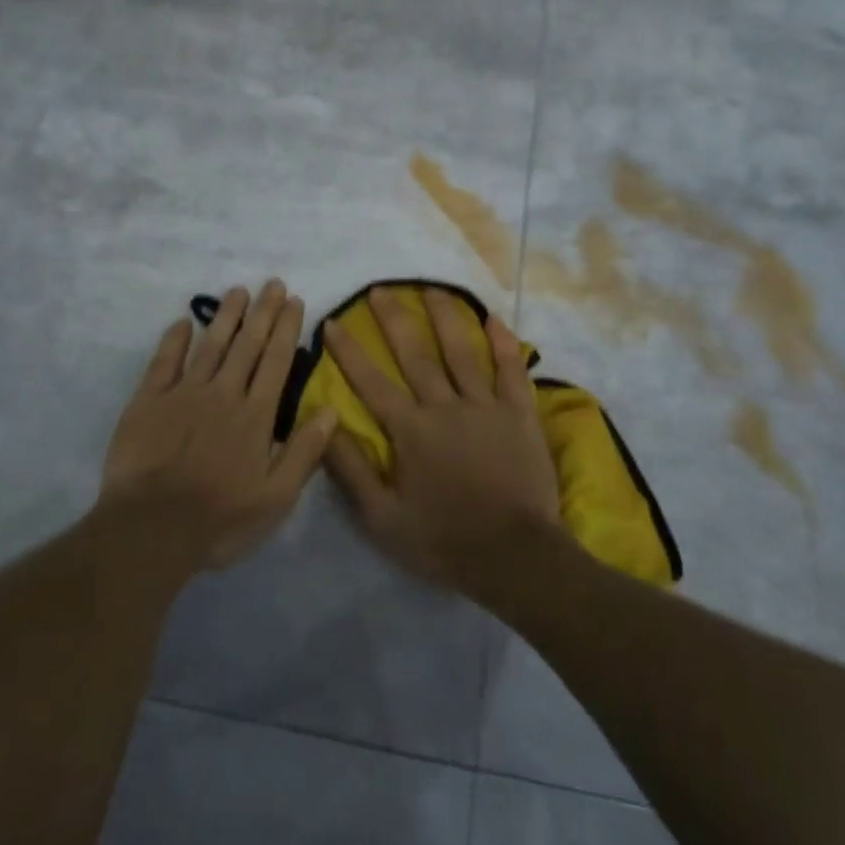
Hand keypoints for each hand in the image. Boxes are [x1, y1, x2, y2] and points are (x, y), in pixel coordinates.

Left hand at [99, 280, 337, 569]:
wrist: (150, 530)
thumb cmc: (219, 520)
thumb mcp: (276, 498)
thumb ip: (304, 452)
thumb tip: (331, 409)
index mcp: (255, 415)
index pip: (276, 361)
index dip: (286, 329)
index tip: (294, 300)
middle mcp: (223, 394)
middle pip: (247, 344)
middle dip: (262, 311)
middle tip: (272, 283)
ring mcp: (184, 394)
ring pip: (211, 345)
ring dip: (226, 316)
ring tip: (238, 290)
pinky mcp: (149, 401)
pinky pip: (164, 361)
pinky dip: (175, 339)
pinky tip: (184, 321)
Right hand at [322, 287, 561, 588]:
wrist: (514, 556)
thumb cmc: (444, 539)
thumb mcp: (383, 518)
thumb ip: (352, 470)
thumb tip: (324, 425)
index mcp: (410, 430)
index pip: (371, 381)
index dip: (349, 351)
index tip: (332, 322)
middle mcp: (444, 406)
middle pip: (415, 354)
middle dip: (394, 318)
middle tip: (380, 288)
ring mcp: (485, 406)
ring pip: (461, 351)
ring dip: (444, 317)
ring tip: (431, 288)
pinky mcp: (519, 414)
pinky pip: (510, 370)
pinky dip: (502, 343)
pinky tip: (494, 318)